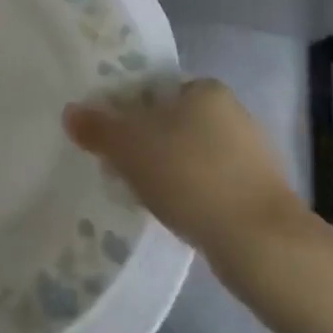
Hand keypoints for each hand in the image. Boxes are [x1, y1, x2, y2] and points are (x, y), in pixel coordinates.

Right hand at [65, 78, 309, 273]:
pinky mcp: (261, 194)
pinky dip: (193, 196)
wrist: (261, 244)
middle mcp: (233, 113)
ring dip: (171, 171)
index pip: (156, 90)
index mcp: (205, 88)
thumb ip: (97, 128)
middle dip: (148, 143)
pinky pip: (213, 185)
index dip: (129, 110)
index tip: (112, 136)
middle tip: (121, 167)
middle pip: (174, 122)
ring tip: (145, 196)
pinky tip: (177, 215)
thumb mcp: (129, 146)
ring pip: (193, 155)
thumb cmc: (191, 175)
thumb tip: (70, 113)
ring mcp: (252, 155)